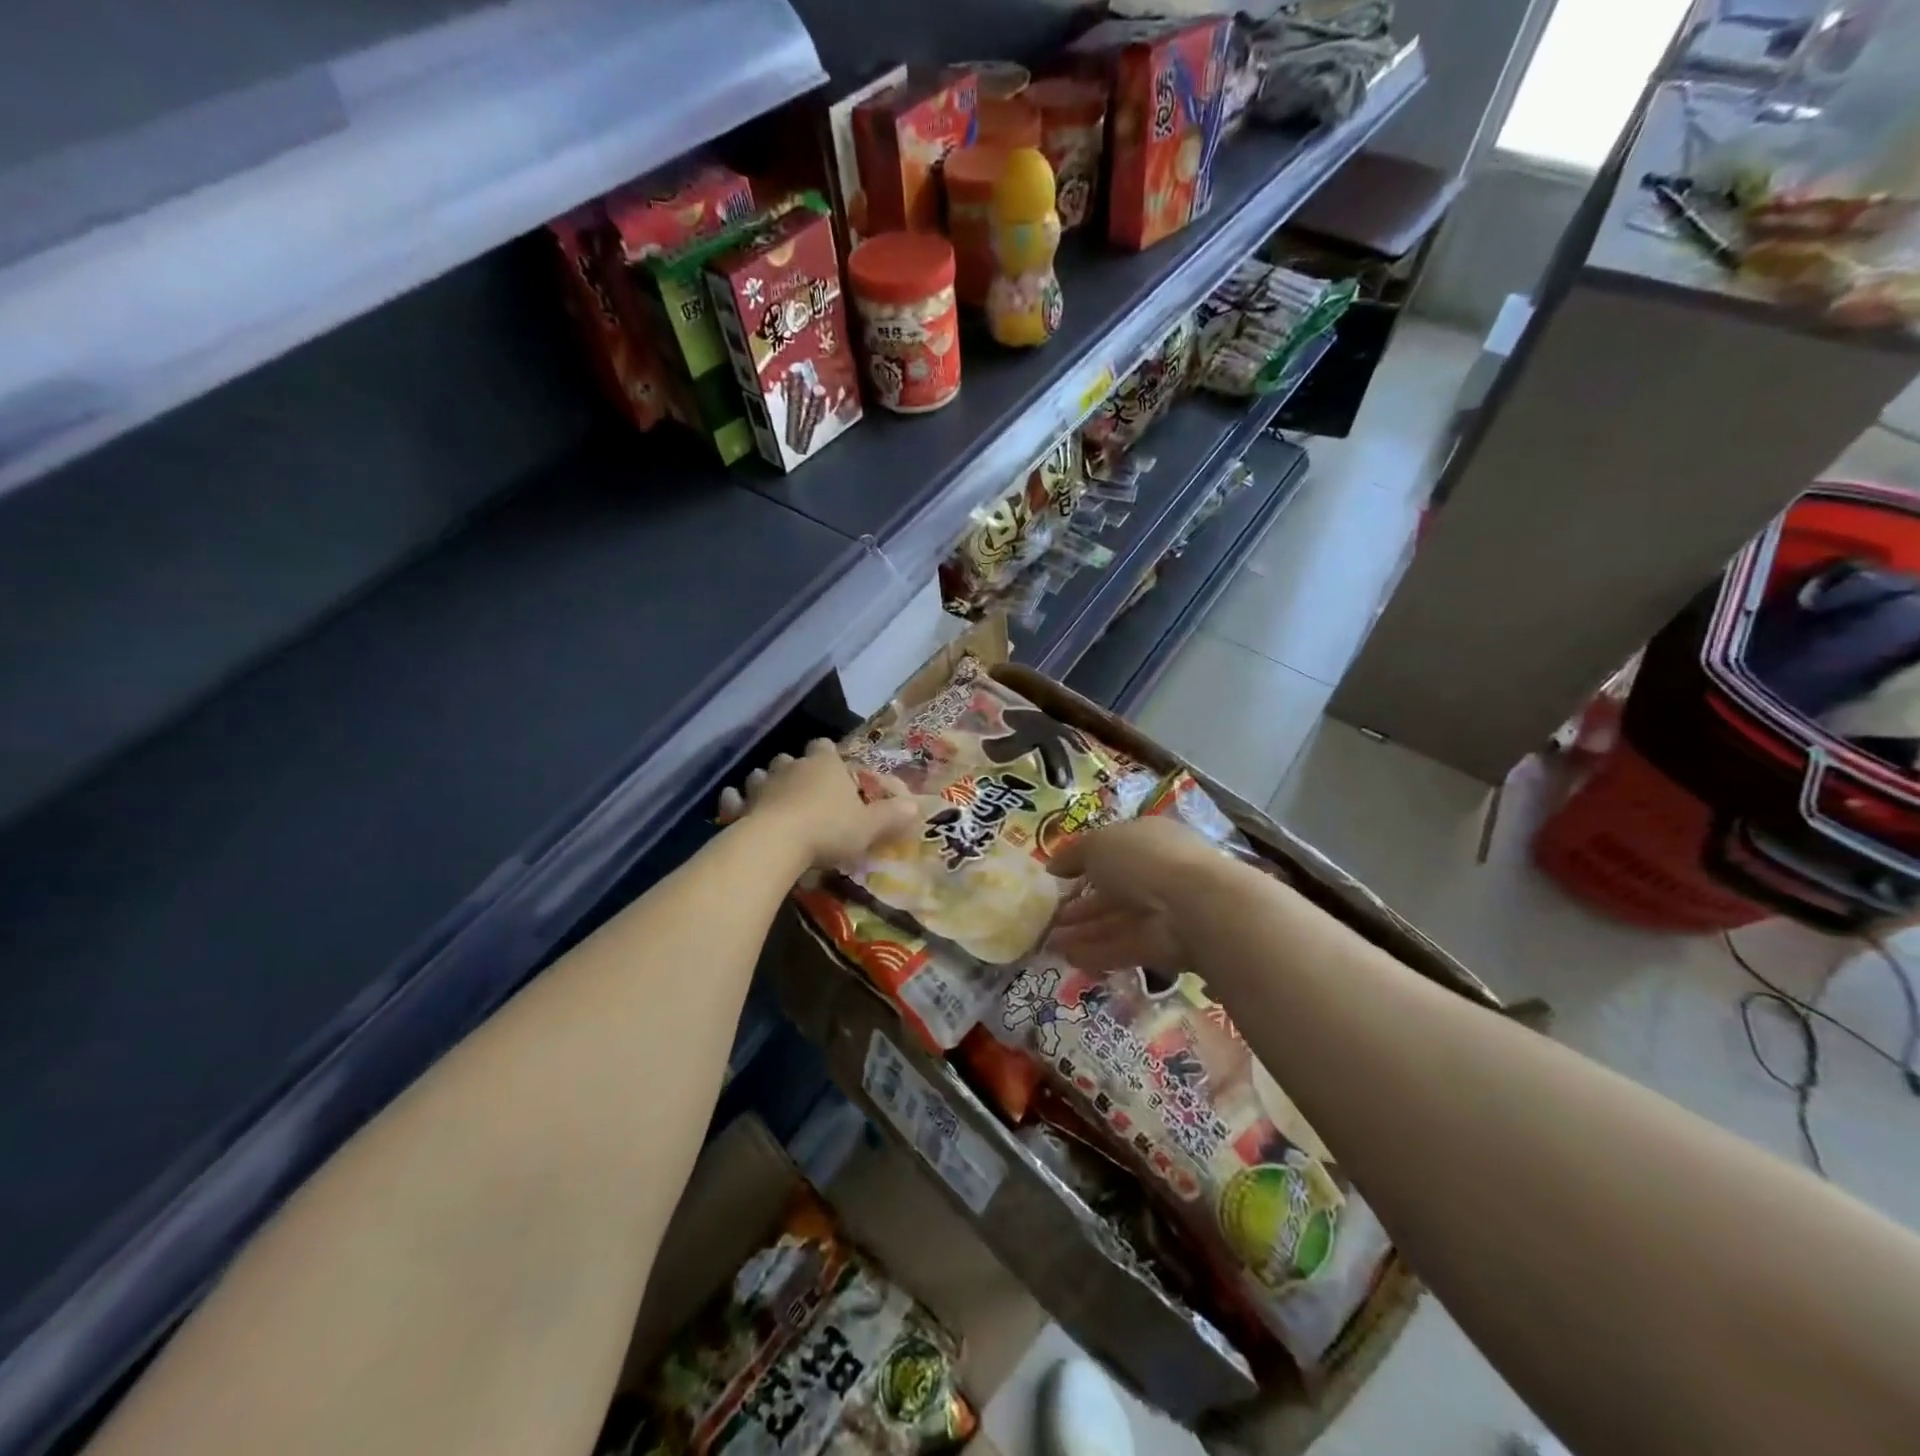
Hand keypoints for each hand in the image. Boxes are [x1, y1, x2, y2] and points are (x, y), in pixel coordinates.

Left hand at [716, 739, 918, 870]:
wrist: (776, 844)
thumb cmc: (829, 829)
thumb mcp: (869, 827)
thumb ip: (892, 816)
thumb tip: (917, 806)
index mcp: (825, 765)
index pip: (825, 746)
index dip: (828, 755)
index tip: (833, 769)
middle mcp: (791, 767)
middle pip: (790, 758)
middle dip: (795, 769)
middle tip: (805, 791)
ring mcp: (761, 785)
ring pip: (761, 775)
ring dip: (766, 784)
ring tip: (774, 801)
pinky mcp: (739, 807)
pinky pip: (734, 799)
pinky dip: (737, 803)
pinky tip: (740, 811)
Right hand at [1045, 817, 1224, 971]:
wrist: (1193, 905)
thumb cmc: (1142, 860)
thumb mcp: (1097, 844)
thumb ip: (1073, 855)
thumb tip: (1053, 867)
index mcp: (1147, 839)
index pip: (1112, 851)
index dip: (1083, 863)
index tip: (1055, 879)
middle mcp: (1156, 872)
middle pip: (1112, 890)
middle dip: (1080, 904)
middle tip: (1047, 916)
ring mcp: (1161, 911)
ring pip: (1115, 921)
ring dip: (1083, 931)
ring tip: (1048, 941)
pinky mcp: (1162, 946)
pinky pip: (1123, 948)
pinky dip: (1096, 953)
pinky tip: (1068, 958)